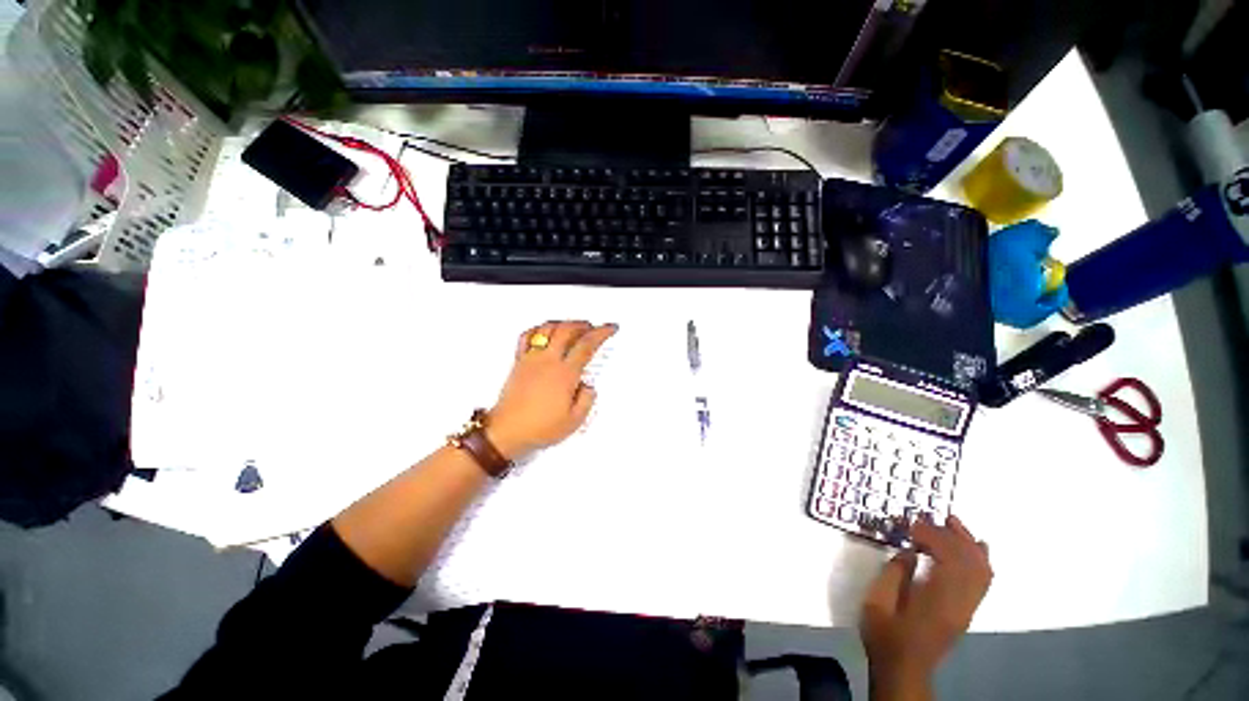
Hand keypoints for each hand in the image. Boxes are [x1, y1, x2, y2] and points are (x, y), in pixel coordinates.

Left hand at [486, 320, 616, 460]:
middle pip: (567, 330)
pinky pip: (527, 336)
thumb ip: (587, 400)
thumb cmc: (539, 428)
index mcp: (565, 374)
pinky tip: (544, 331)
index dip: (601, 333)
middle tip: (593, 327)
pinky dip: (538, 329)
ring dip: (564, 323)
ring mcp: (531, 359)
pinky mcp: (518, 362)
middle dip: (583, 324)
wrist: (506, 432)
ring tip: (572, 326)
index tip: (610, 328)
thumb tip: (588, 387)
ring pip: (548, 329)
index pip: (587, 345)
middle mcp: (548, 361)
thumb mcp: (574, 421)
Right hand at [859, 515, 992, 699]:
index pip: (948, 559)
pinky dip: (980, 559)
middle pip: (969, 562)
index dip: (931, 536)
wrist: (904, 668)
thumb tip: (909, 551)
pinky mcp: (967, 610)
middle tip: (928, 516)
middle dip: (951, 534)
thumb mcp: (877, 602)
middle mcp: (960, 603)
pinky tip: (973, 546)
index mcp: (937, 601)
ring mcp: (967, 608)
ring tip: (952, 521)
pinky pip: (983, 580)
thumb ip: (894, 573)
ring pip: (981, 570)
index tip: (909, 523)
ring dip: (969, 542)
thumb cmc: (885, 635)